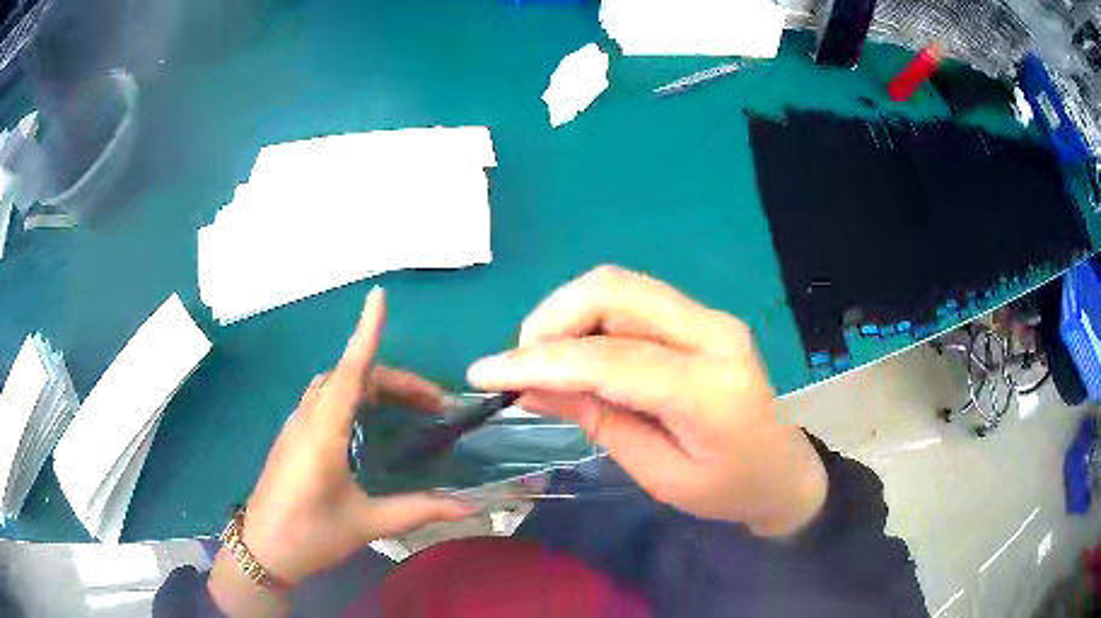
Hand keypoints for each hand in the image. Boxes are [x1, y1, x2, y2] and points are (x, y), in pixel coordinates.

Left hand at [209, 287, 475, 615]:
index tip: (379, 296)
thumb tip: (468, 507)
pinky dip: (352, 397)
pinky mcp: (291, 438)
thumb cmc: (311, 534)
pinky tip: (368, 425)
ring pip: (333, 385)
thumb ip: (418, 511)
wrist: (262, 551)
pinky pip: (323, 401)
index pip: (351, 371)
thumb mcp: (367, 523)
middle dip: (392, 378)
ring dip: (370, 385)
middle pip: (349, 376)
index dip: (366, 332)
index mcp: (323, 432)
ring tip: (406, 410)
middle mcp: (307, 418)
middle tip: (433, 404)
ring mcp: (295, 426)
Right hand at [468, 266, 826, 535]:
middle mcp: (713, 332)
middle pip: (613, 290)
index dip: (540, 361)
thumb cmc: (726, 489)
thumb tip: (529, 387)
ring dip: (566, 315)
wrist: (781, 469)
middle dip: (550, 319)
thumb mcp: (657, 474)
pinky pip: (630, 300)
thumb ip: (597, 421)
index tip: (485, 372)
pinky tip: (575, 353)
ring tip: (543, 361)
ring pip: (617, 286)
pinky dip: (589, 319)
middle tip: (521, 365)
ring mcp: (709, 316)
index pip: (611, 358)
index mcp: (710, 389)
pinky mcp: (700, 316)